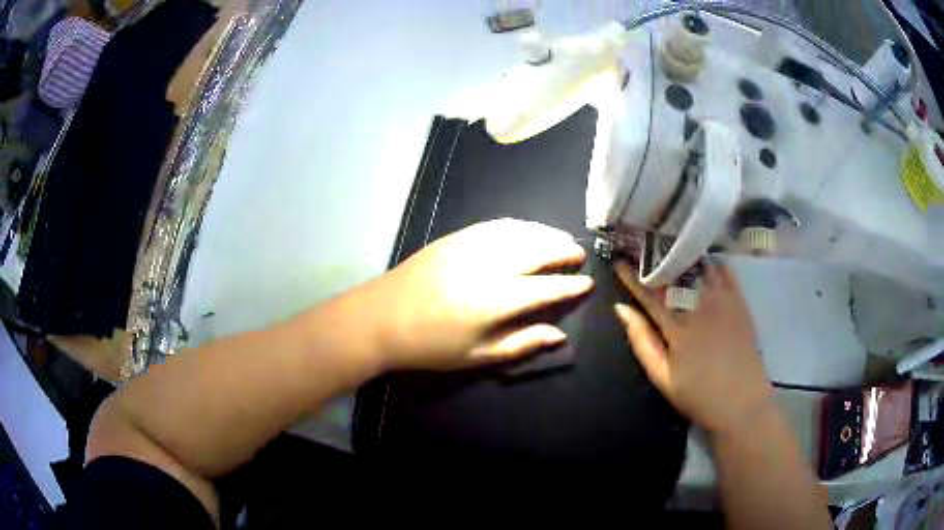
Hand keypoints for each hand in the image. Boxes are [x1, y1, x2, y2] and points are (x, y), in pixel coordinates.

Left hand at [366, 219, 592, 369]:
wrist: (381, 318)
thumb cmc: (430, 346)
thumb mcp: (477, 356)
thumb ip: (521, 344)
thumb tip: (559, 335)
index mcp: (494, 301)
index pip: (545, 288)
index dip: (569, 286)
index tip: (587, 283)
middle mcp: (487, 266)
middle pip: (536, 251)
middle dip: (562, 250)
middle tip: (578, 255)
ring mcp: (469, 246)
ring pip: (519, 233)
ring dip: (545, 234)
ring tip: (562, 240)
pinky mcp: (455, 237)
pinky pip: (496, 225)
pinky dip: (519, 226)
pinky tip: (528, 230)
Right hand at [613, 261, 772, 436]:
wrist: (741, 403)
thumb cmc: (698, 395)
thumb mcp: (662, 377)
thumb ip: (642, 341)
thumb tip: (621, 309)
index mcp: (677, 326)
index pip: (649, 294)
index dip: (632, 277)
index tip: (619, 261)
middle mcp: (699, 306)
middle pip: (673, 275)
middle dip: (655, 260)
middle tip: (642, 247)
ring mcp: (723, 302)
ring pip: (699, 268)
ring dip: (683, 257)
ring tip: (671, 248)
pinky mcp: (740, 303)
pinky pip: (726, 273)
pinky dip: (712, 264)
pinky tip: (704, 261)